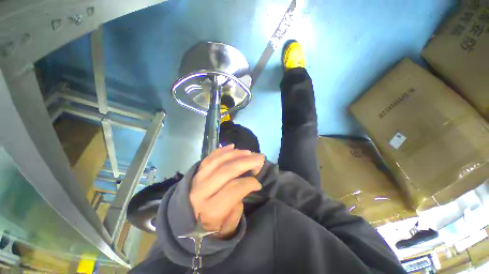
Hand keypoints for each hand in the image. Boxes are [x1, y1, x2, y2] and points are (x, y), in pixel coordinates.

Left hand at [189, 144, 264, 237]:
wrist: (181, 225)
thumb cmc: (207, 230)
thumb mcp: (225, 230)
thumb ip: (236, 210)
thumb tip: (244, 187)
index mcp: (210, 210)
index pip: (234, 189)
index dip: (250, 183)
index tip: (258, 183)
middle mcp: (201, 191)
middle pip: (227, 171)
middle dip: (246, 162)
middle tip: (260, 158)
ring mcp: (196, 179)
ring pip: (218, 160)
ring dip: (236, 154)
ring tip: (249, 152)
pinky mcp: (195, 172)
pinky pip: (210, 157)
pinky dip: (222, 150)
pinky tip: (233, 147)